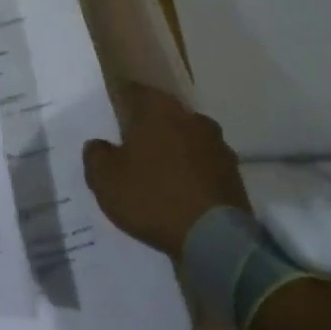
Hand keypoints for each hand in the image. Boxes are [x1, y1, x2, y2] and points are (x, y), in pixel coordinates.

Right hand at [82, 86, 249, 252]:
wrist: (214, 237)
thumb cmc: (151, 197)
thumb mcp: (105, 179)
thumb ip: (96, 155)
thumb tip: (98, 144)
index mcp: (159, 110)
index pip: (135, 92)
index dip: (120, 101)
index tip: (111, 114)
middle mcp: (192, 118)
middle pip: (163, 115)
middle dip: (148, 128)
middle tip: (130, 147)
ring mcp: (217, 145)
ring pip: (185, 139)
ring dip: (172, 150)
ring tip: (156, 173)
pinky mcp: (233, 173)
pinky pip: (202, 164)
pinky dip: (189, 172)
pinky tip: (178, 191)